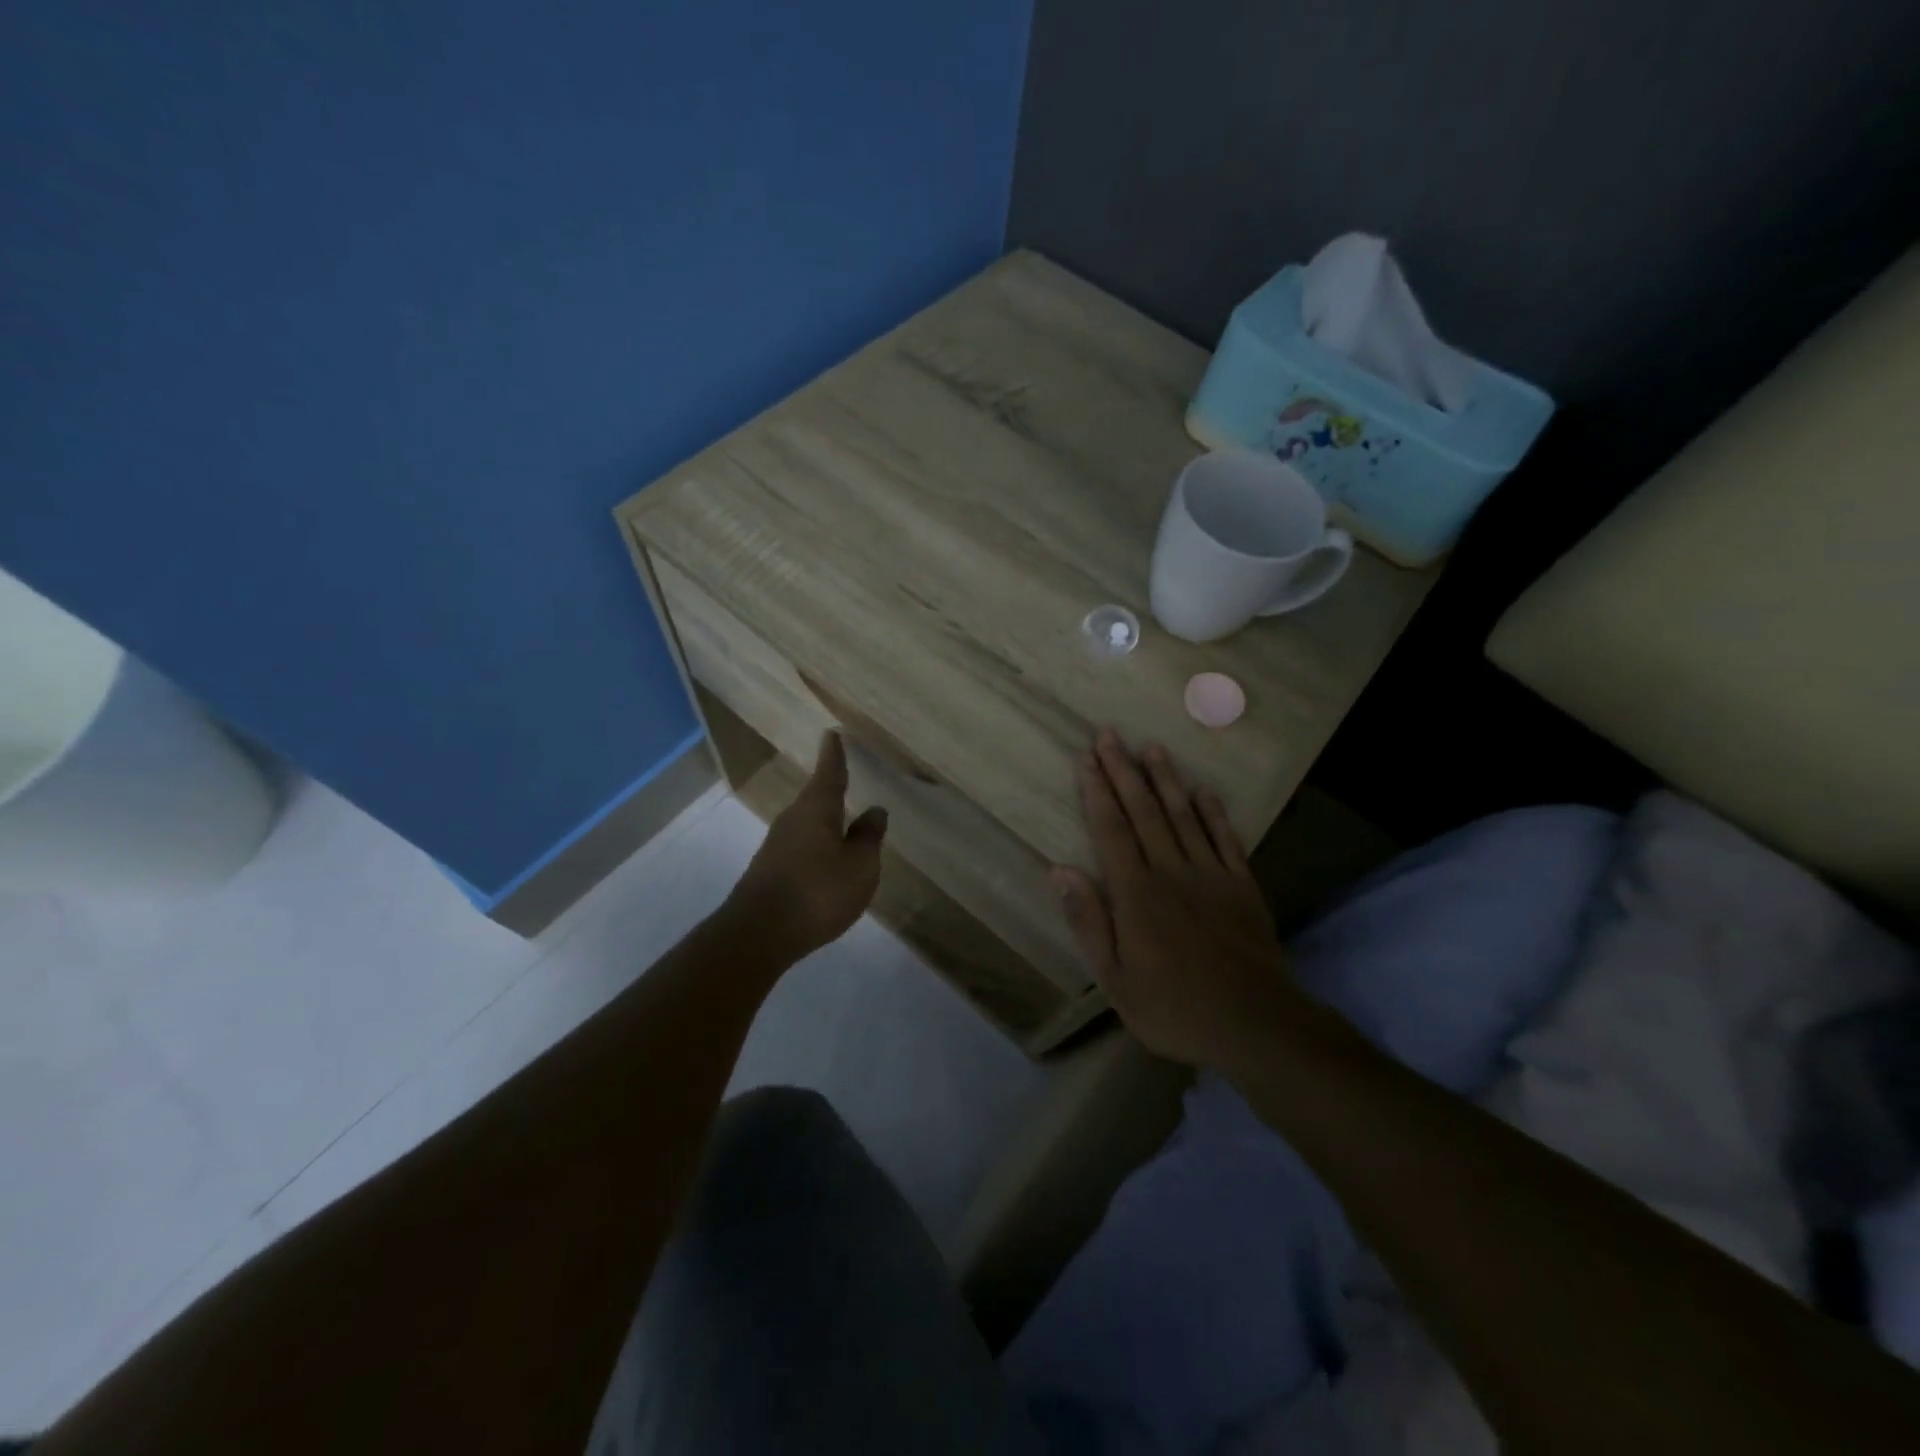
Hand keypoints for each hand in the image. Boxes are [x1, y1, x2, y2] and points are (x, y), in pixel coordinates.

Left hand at [728, 731, 887, 958]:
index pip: (829, 773)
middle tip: (845, 778)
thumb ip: (868, 838)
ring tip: (843, 823)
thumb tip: (875, 811)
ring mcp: (777, 845)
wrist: (759, 934)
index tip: (832, 734)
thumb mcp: (859, 867)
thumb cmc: (817, 892)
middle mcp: (793, 819)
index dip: (834, 755)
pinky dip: (816, 845)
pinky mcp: (770, 869)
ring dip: (825, 821)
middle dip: (831, 789)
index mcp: (817, 809)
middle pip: (816, 798)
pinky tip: (826, 861)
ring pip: (807, 823)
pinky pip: (801, 846)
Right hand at [1051, 730, 1300, 1068]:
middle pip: (1143, 812)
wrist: (1255, 1025)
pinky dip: (1214, 812)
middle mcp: (1171, 871)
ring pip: (1183, 816)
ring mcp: (1211, 875)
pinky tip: (1204, 790)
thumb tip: (1059, 871)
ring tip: (1152, 747)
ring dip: (1166, 780)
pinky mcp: (1242, 886)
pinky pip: (1226, 839)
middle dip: (1124, 771)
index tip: (1086, 758)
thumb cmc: (1173, 1007)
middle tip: (1110, 734)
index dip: (1097, 791)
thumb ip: (1088, 921)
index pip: (1111, 830)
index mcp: (1136, 894)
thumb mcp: (1114, 979)